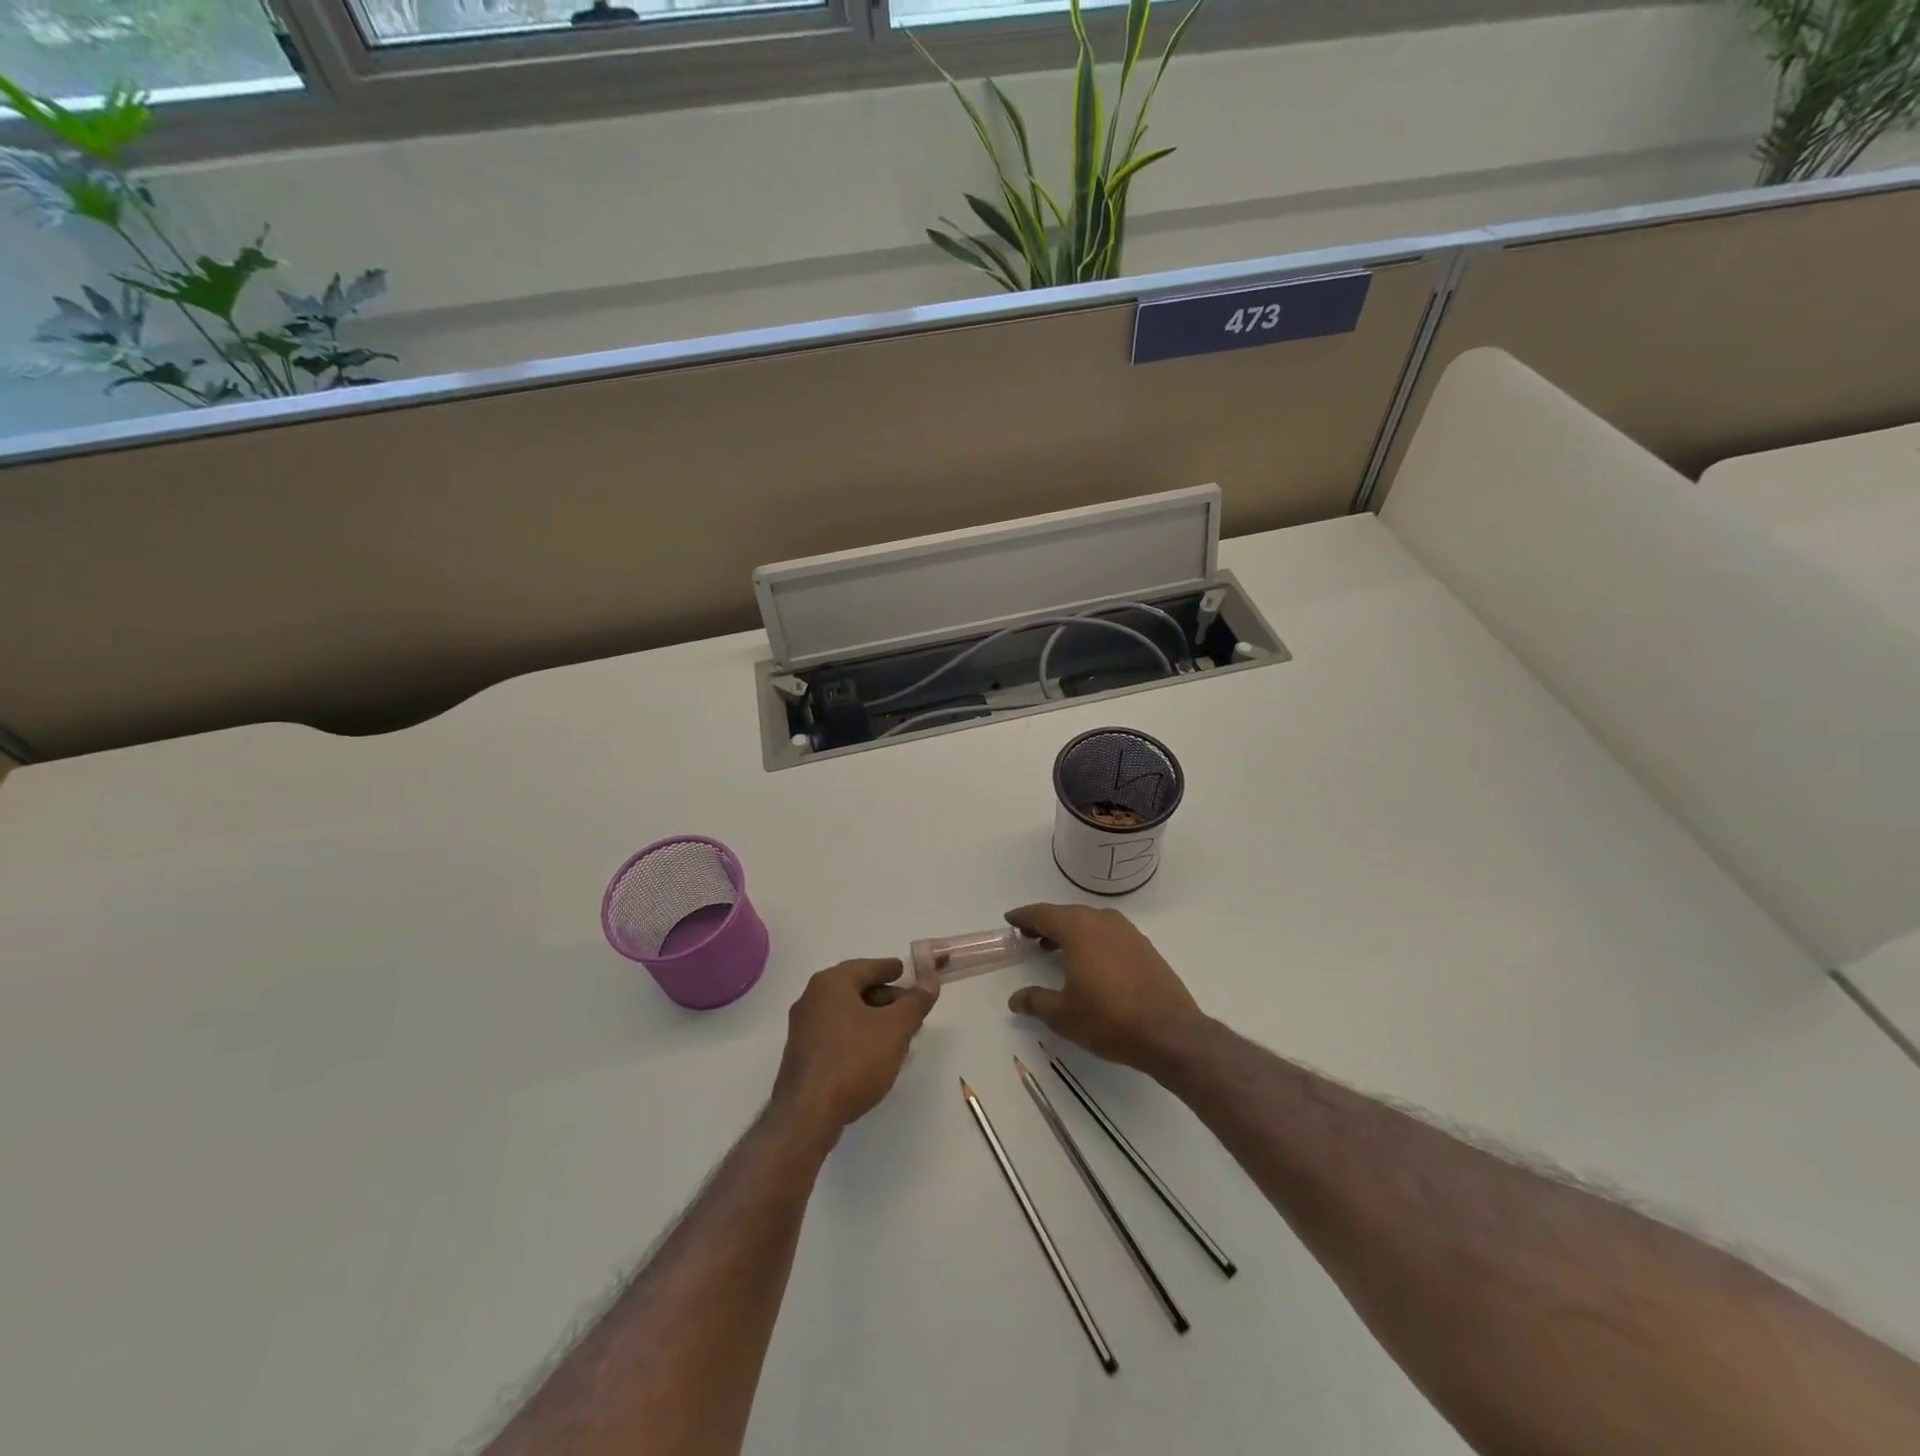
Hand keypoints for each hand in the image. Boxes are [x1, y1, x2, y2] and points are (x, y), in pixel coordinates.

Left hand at [772, 958, 936, 1136]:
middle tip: (911, 1010)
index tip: (906, 972)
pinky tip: (875, 1055)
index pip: (868, 966)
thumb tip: (930, 980)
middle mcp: (812, 998)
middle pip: (856, 989)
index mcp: (831, 983)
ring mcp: (803, 1028)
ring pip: (847, 1014)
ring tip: (899, 1035)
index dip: (891, 969)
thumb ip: (915, 1002)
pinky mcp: (802, 1055)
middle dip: (886, 999)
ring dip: (874, 1020)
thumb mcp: (895, 1028)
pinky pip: (836, 1034)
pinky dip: (858, 1036)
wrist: (807, 1115)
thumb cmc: (854, 1060)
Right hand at [1005, 904, 1206, 1077]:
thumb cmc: (1109, 1020)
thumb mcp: (1064, 1016)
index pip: (1044, 914)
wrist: (1170, 1033)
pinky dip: (1091, 939)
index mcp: (1079, 930)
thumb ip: (1036, 1002)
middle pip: (1067, 914)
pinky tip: (1089, 960)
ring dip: (1069, 930)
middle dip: (1046, 923)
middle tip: (1029, 935)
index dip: (1024, 916)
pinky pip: (1108, 933)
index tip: (1010, 919)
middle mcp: (1103, 921)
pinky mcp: (1144, 946)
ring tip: (1054, 948)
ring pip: (1090, 922)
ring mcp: (1128, 932)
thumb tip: (1016, 999)